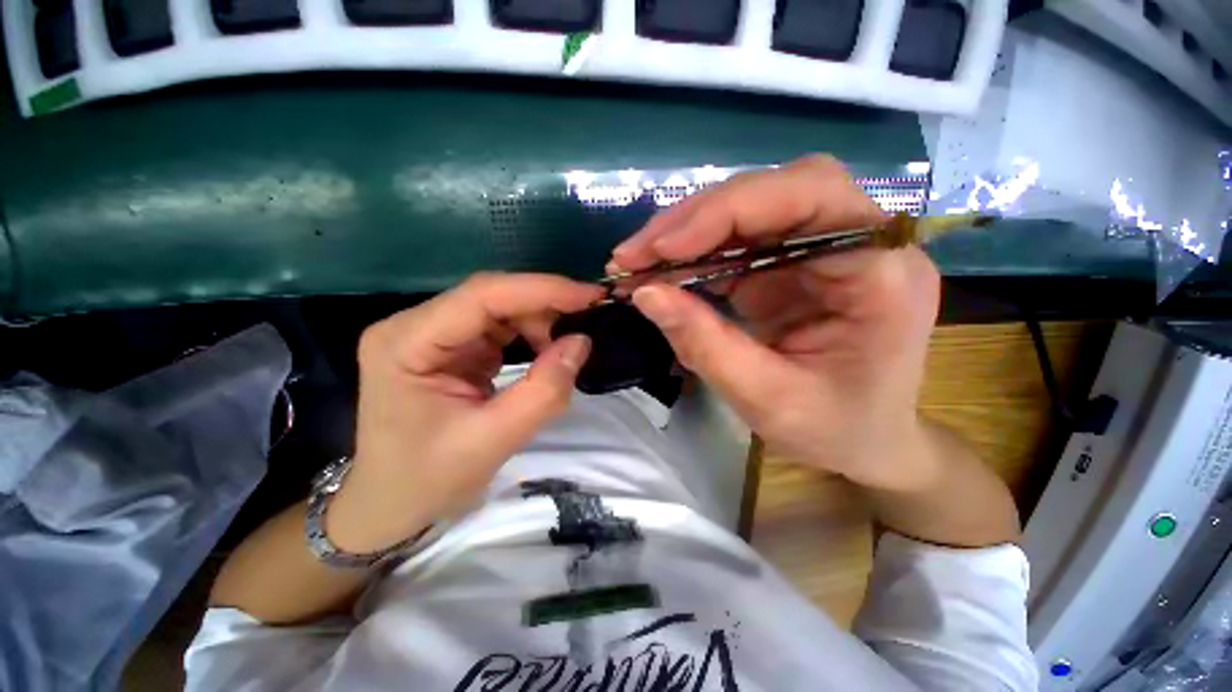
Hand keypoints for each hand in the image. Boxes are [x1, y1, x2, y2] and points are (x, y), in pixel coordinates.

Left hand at [326, 273, 604, 553]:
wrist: (393, 504)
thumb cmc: (428, 479)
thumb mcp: (492, 441)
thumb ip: (543, 391)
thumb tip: (581, 341)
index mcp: (406, 343)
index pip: (482, 296)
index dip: (541, 289)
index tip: (589, 295)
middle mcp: (415, 326)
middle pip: (491, 297)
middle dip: (544, 305)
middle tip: (589, 318)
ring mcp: (433, 334)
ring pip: (499, 309)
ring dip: (539, 322)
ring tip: (566, 346)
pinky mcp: (452, 347)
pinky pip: (499, 327)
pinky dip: (530, 335)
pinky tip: (548, 350)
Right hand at [611, 155, 941, 491]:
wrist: (865, 440)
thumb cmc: (835, 429)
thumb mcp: (767, 399)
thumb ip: (705, 344)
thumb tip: (645, 294)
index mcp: (882, 273)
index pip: (810, 198)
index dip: (728, 211)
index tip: (663, 248)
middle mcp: (861, 243)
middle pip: (775, 192)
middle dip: (697, 219)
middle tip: (637, 253)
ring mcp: (824, 249)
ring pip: (750, 210)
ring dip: (687, 233)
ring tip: (638, 262)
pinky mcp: (792, 263)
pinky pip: (738, 242)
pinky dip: (694, 255)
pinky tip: (663, 272)